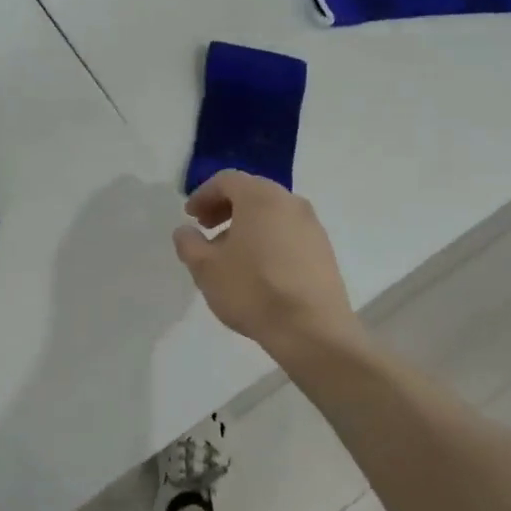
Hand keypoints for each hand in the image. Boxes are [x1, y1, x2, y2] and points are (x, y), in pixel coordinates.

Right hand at [172, 170, 363, 356]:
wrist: (311, 330)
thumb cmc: (252, 290)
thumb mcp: (206, 268)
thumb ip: (189, 243)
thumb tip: (186, 231)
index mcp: (260, 197)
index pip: (227, 180)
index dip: (203, 195)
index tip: (190, 217)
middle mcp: (290, 202)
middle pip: (252, 192)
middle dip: (225, 207)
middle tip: (207, 229)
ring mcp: (312, 226)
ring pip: (272, 213)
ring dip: (247, 224)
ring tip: (230, 253)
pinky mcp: (324, 250)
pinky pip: (289, 232)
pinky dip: (268, 238)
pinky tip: (258, 268)